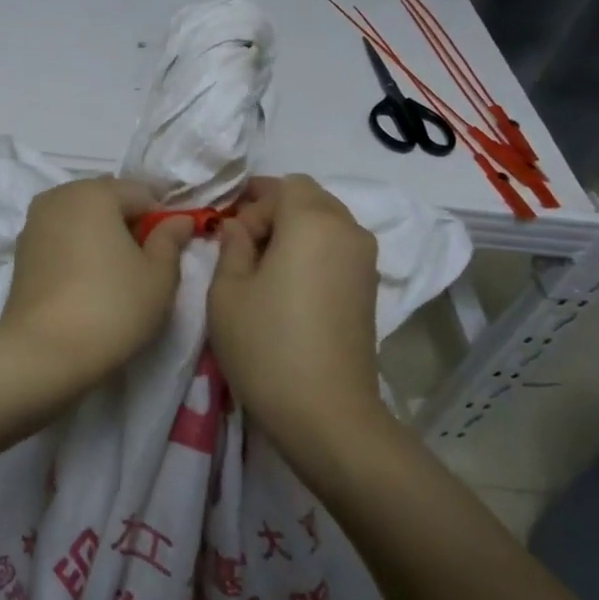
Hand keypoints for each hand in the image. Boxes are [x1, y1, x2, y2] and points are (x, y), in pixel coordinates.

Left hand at [0, 178, 191, 385]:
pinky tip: (89, 279)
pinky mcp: (22, 250)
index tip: (174, 247)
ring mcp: (35, 222)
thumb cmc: (112, 307)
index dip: (163, 217)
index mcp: (95, 192)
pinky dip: (78, 248)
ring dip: (102, 234)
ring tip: (118, 273)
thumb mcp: (159, 276)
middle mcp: (60, 195)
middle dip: (130, 222)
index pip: (142, 193)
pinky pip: (61, 237)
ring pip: (81, 217)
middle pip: (108, 199)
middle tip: (147, 261)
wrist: (43, 351)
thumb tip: (179, 220)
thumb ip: (171, 240)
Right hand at [208, 175, 384, 441]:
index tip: (230, 234)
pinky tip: (289, 286)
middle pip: (309, 198)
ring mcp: (366, 260)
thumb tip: (239, 227)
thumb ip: (231, 245)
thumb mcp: (227, 291)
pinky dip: (313, 251)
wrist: (327, 414)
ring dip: (295, 231)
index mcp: (312, 221)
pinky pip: (338, 247)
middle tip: (243, 247)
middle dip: (274, 212)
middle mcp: (348, 230)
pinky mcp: (370, 288)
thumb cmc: (267, 345)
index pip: (283, 185)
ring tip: (265, 269)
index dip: (253, 201)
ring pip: (326, 222)